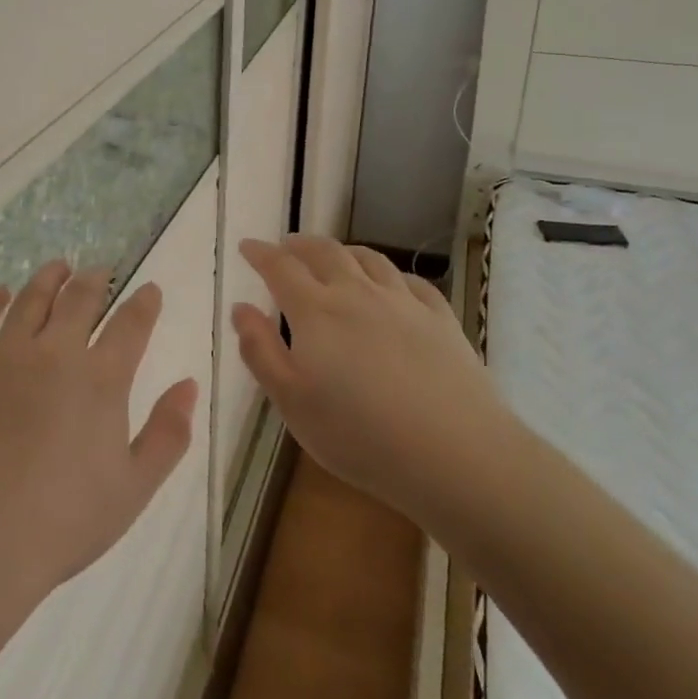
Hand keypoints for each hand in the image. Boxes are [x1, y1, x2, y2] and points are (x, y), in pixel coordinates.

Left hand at [0, 261, 198, 616]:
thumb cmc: (63, 521)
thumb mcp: (133, 488)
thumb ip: (168, 434)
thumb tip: (189, 385)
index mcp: (101, 380)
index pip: (130, 325)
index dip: (144, 303)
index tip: (150, 289)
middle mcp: (55, 353)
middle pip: (79, 300)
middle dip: (95, 280)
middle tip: (100, 269)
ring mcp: (4, 356)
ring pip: (31, 300)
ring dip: (48, 278)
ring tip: (58, 266)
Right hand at [232, 236, 514, 525]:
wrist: (455, 453)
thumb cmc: (359, 434)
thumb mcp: (291, 401)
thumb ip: (261, 351)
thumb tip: (241, 309)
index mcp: (316, 311)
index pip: (280, 268)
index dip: (260, 253)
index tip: (247, 246)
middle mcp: (357, 294)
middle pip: (324, 253)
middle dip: (299, 245)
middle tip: (285, 245)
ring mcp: (403, 303)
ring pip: (368, 259)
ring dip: (343, 251)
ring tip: (333, 255)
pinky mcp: (440, 319)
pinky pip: (411, 281)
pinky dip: (390, 274)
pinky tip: (390, 284)